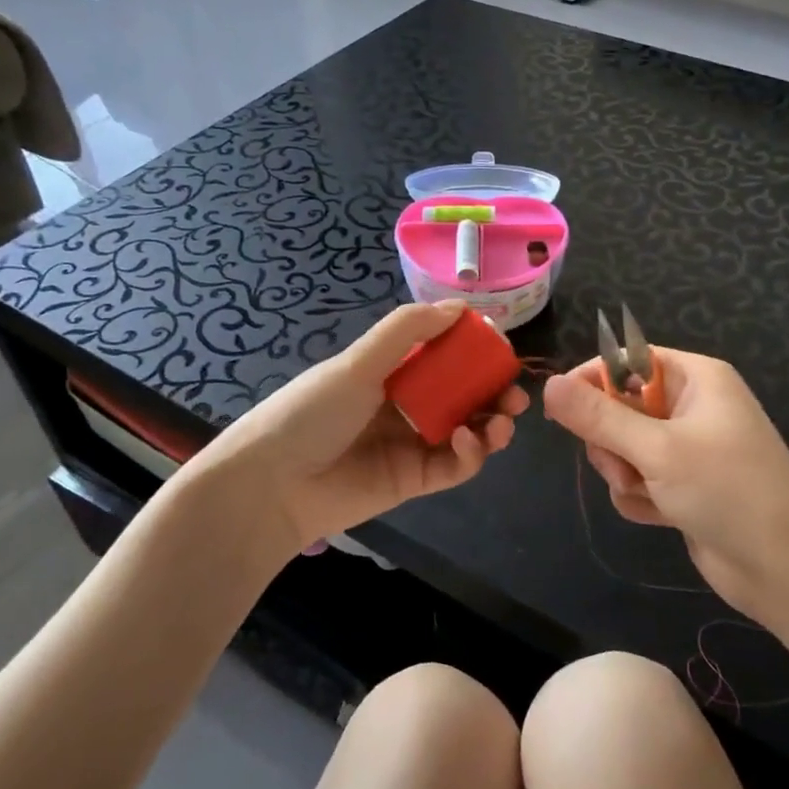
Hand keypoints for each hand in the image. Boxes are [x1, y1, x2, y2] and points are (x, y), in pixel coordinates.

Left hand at [192, 301, 527, 553]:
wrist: (273, 483)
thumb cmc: (313, 410)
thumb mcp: (358, 361)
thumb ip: (408, 330)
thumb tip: (460, 305)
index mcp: (391, 371)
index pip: (444, 356)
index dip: (474, 351)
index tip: (500, 347)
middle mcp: (406, 405)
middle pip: (463, 395)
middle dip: (494, 391)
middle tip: (514, 392)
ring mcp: (413, 444)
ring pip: (468, 430)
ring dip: (492, 422)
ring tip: (503, 419)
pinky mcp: (416, 480)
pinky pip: (456, 465)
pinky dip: (472, 453)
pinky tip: (470, 440)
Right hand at [542, 351, 788, 624]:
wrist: (787, 571)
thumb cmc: (729, 492)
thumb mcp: (658, 449)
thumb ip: (599, 417)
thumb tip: (550, 385)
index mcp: (696, 378)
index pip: (628, 360)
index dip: (592, 380)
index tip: (560, 408)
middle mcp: (691, 406)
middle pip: (619, 406)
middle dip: (612, 440)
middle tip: (623, 466)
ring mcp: (688, 448)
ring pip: (623, 446)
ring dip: (625, 473)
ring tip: (649, 494)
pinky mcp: (683, 485)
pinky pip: (638, 478)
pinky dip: (641, 496)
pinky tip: (660, 516)